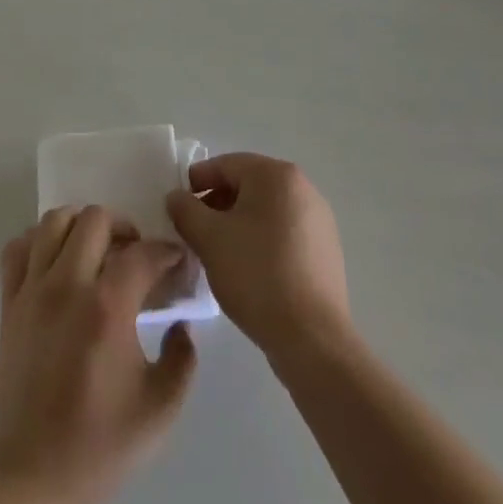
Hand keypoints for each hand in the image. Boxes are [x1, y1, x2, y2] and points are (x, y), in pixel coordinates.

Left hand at [0, 206, 196, 503]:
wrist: (32, 479)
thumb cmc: (99, 447)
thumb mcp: (160, 411)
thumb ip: (182, 359)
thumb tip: (180, 324)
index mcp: (107, 308)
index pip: (142, 253)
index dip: (166, 252)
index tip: (177, 262)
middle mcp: (68, 285)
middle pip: (95, 219)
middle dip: (123, 227)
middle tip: (135, 254)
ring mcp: (33, 291)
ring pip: (54, 221)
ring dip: (81, 226)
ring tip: (96, 251)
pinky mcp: (9, 304)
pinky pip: (18, 248)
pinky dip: (38, 242)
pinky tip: (56, 263)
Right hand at [165, 154, 351, 361]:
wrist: (312, 338)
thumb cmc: (256, 275)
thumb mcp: (209, 238)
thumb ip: (185, 209)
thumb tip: (176, 196)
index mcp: (276, 175)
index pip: (226, 165)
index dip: (196, 182)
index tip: (177, 206)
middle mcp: (303, 188)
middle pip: (247, 185)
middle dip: (216, 204)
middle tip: (194, 231)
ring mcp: (318, 220)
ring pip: (265, 211)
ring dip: (237, 224)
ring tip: (217, 252)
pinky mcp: (325, 250)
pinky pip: (283, 233)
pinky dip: (260, 241)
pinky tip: (246, 269)